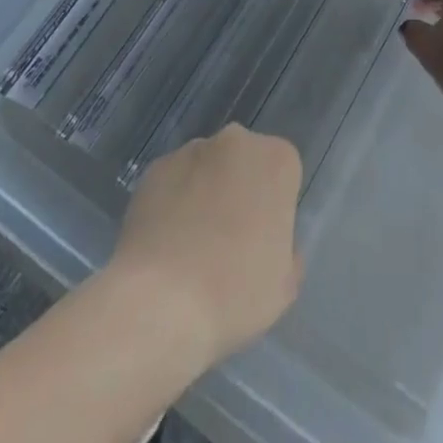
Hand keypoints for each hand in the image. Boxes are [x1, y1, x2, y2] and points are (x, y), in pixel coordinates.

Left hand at [112, 124, 303, 366]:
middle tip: (229, 242)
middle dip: (239, 191)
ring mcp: (191, 150)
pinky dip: (172, 203)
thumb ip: (287, 251)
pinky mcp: (155, 167)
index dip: (274, 208)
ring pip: (207, 169)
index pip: (284, 174)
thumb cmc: (235, 292)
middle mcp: (236, 141)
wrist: (159, 302)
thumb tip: (269, 241)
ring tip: (191, 247)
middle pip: (244, 163)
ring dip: (205, 193)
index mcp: (277, 160)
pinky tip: (165, 244)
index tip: (263, 243)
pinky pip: (173, 182)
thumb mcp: (283, 286)